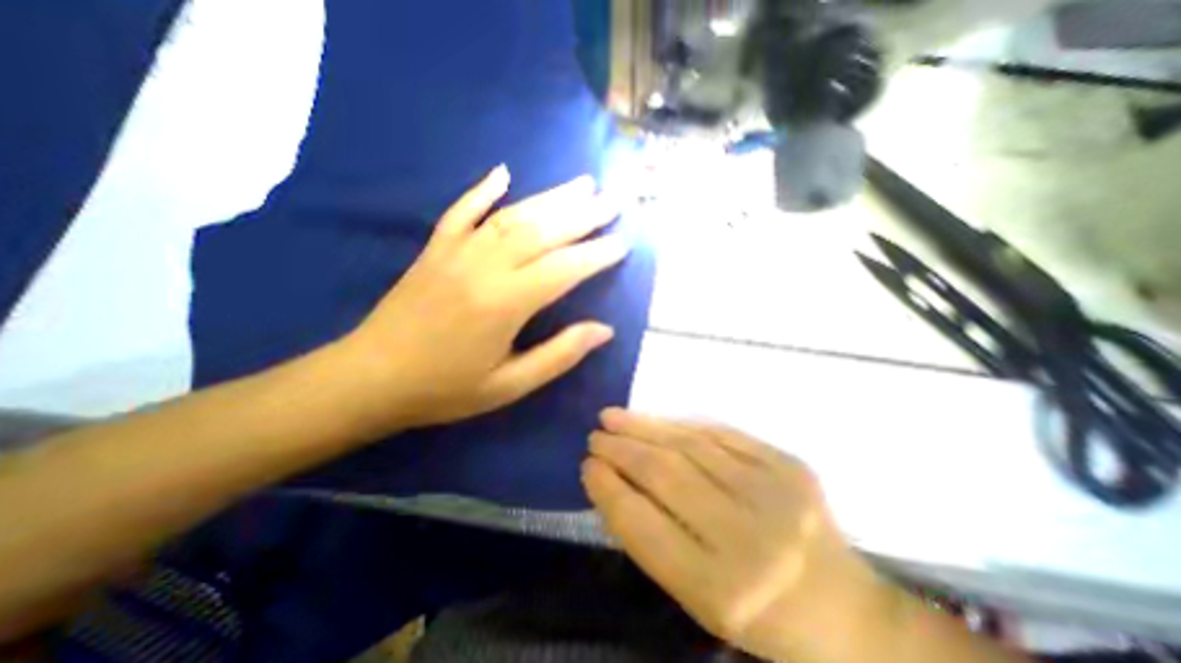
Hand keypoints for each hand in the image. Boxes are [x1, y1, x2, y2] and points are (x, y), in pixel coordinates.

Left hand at [337, 165, 632, 429]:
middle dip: (584, 215)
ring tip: (582, 185)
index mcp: (505, 303)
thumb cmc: (446, 389)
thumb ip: (559, 355)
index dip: (597, 254)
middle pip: (543, 231)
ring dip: (550, 198)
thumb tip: (604, 330)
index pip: (564, 268)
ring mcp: (456, 252)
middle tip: (613, 201)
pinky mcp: (435, 249)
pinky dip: (483, 190)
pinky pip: (461, 211)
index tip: (624, 242)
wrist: (370, 379)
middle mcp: (484, 267)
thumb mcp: (510, 386)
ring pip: (512, 216)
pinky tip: (503, 173)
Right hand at [581, 409, 895, 662]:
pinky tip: (658, 421)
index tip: (586, 465)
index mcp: (721, 590)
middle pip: (666, 475)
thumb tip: (612, 483)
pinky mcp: (788, 463)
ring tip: (614, 417)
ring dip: (645, 427)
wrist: (845, 610)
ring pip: (690, 445)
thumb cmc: (759, 616)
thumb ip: (651, 539)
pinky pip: (722, 433)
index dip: (609, 489)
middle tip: (595, 434)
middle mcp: (748, 537)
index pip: (644, 526)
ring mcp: (773, 493)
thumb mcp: (697, 597)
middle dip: (622, 450)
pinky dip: (682, 424)